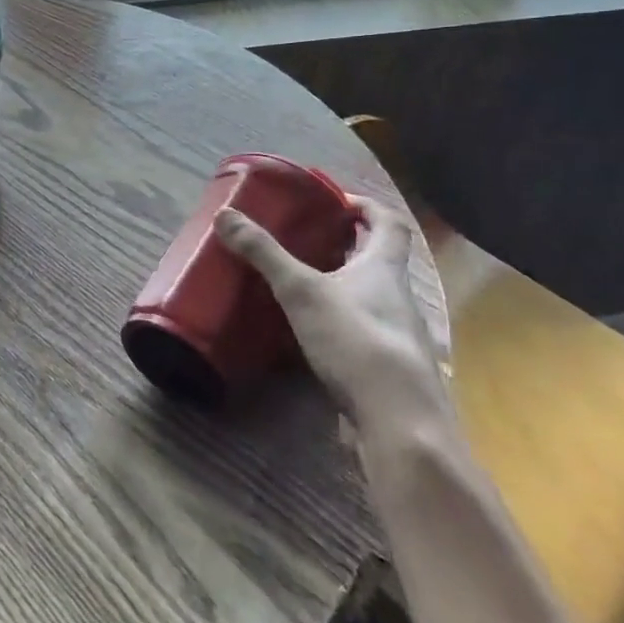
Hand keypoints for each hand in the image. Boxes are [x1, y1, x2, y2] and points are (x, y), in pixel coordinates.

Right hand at [215, 196, 449, 434]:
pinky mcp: (388, 368)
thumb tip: (225, 214)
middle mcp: (399, 297)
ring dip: (344, 285)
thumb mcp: (301, 290)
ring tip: (303, 284)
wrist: (399, 421)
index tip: (338, 201)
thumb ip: (264, 254)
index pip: (389, 223)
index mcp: (385, 269)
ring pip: (371, 298)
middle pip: (380, 260)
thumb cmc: (355, 340)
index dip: (367, 206)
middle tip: (309, 238)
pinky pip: (363, 332)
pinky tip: (313, 334)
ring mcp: (398, 336)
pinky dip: (341, 323)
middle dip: (349, 246)